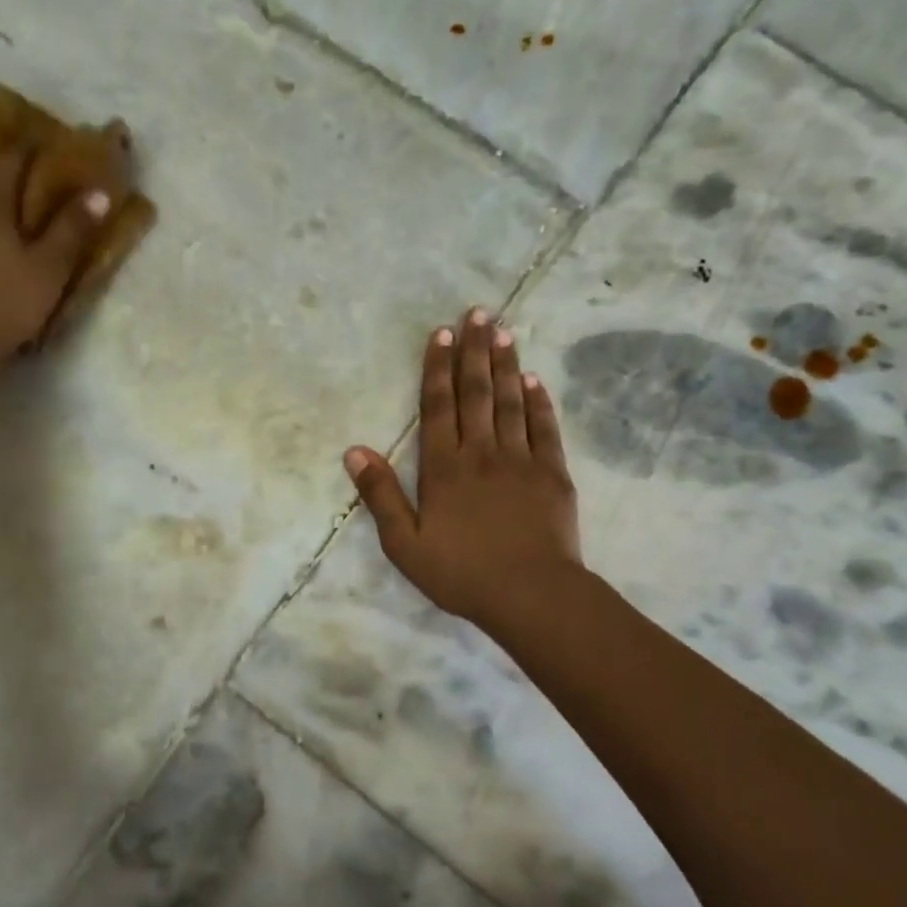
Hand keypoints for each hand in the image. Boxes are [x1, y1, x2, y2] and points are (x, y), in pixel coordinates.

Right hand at [344, 308, 581, 632]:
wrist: (530, 594)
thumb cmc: (460, 573)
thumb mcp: (404, 543)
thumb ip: (380, 495)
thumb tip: (354, 451)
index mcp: (443, 468)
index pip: (438, 406)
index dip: (438, 368)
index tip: (442, 333)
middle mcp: (481, 452)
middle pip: (476, 393)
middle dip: (475, 351)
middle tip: (479, 313)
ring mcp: (520, 460)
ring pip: (511, 402)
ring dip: (506, 365)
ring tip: (505, 331)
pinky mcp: (552, 474)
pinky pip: (544, 428)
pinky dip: (539, 402)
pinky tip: (535, 380)